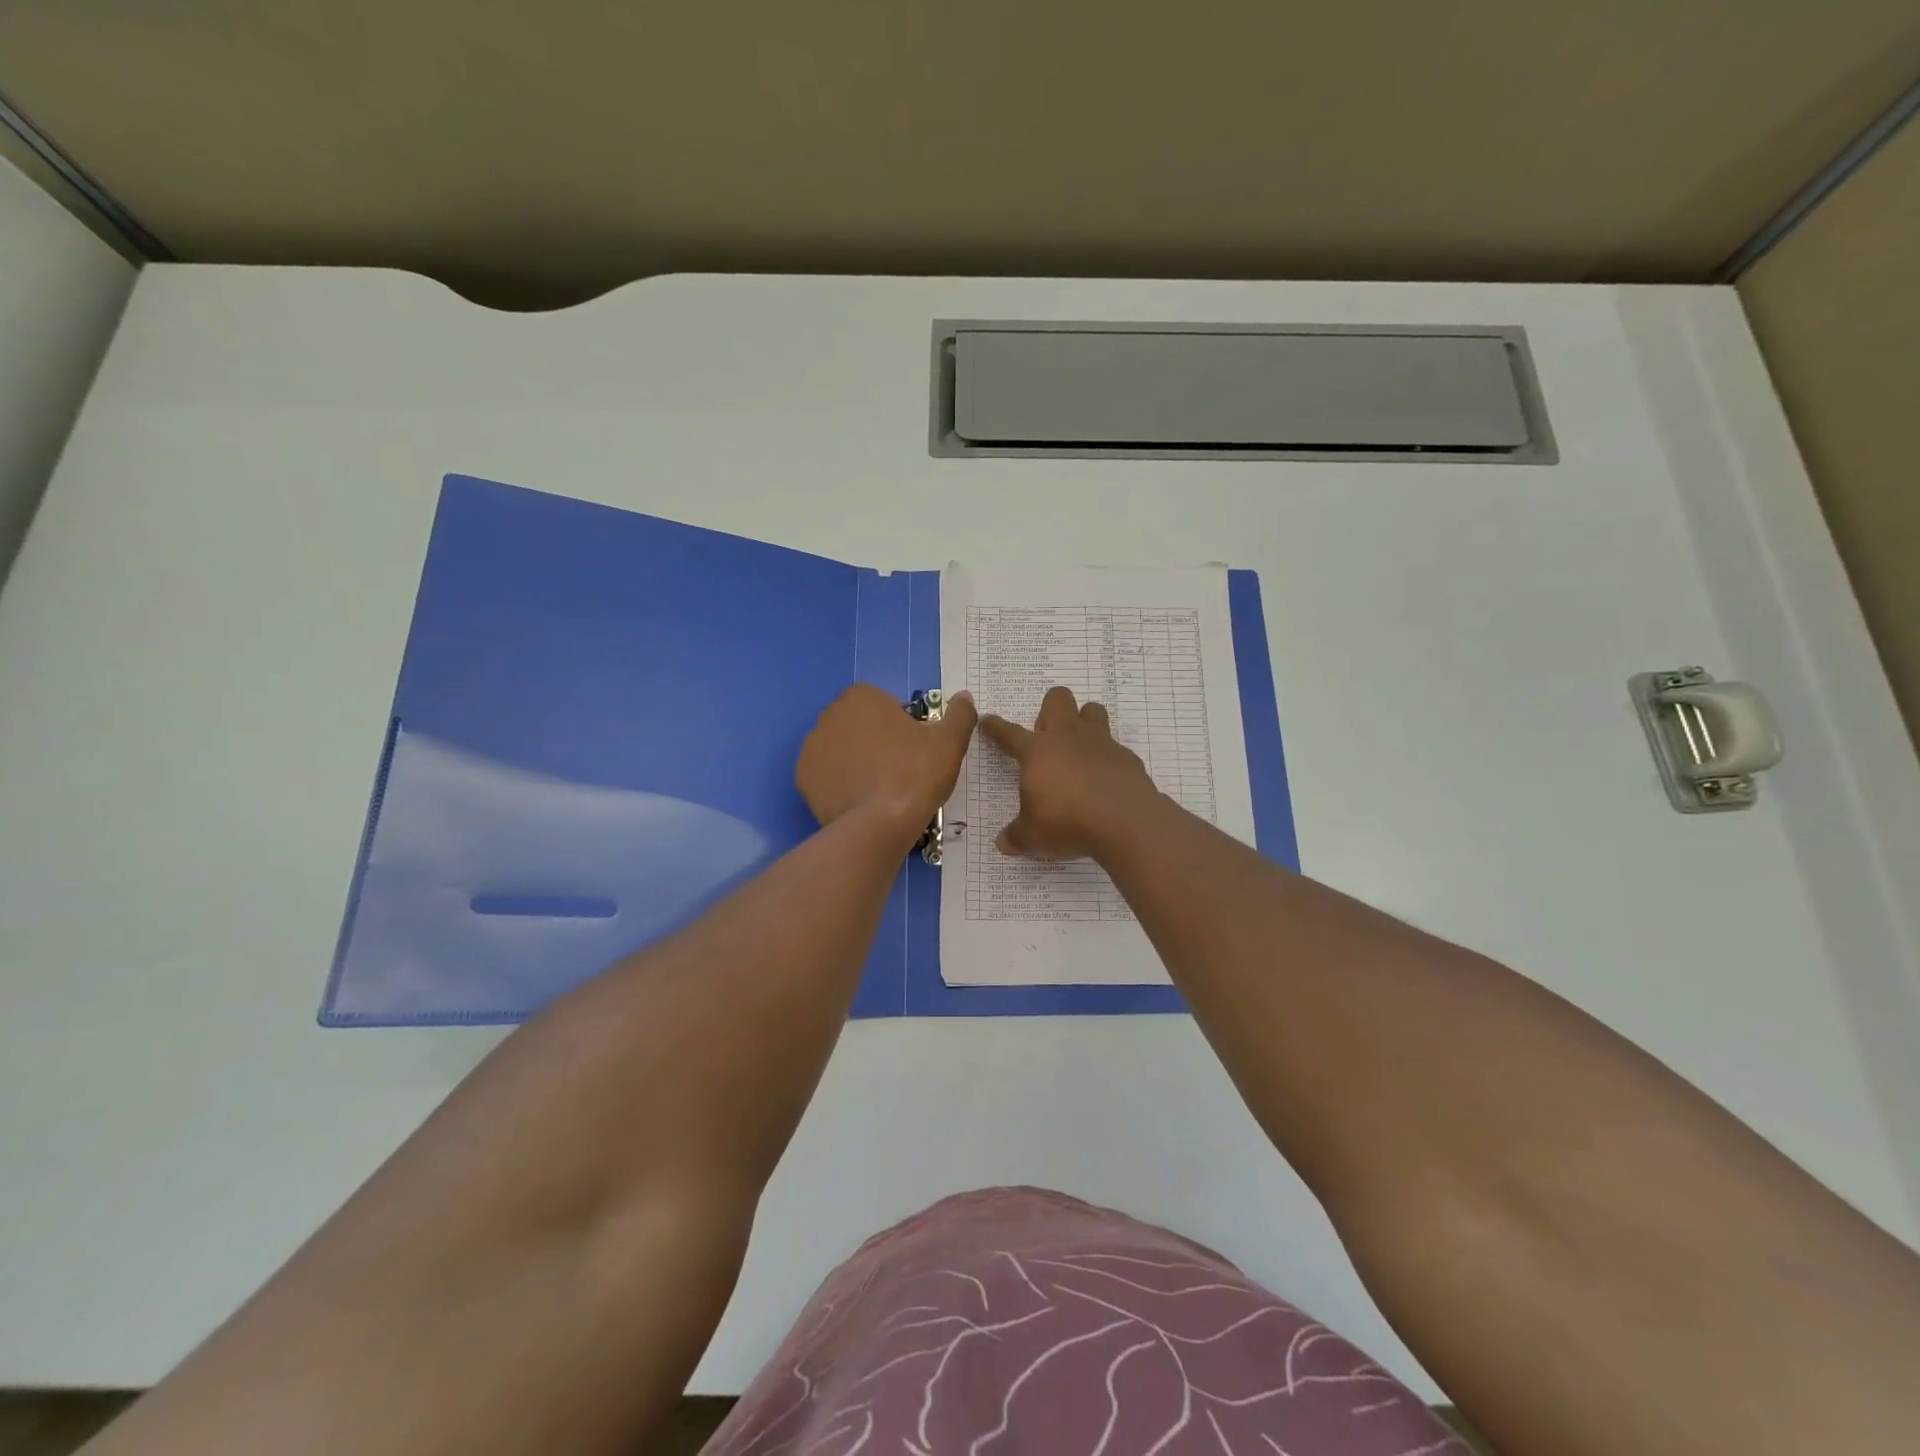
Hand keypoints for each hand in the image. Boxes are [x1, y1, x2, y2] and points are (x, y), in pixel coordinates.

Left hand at [797, 685, 977, 843]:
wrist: (879, 825)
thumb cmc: (915, 774)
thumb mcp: (949, 742)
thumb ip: (959, 714)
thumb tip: (964, 697)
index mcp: (861, 698)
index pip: (883, 705)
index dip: (901, 725)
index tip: (914, 749)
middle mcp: (829, 715)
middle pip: (859, 725)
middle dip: (875, 741)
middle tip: (899, 769)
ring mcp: (811, 747)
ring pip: (841, 750)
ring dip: (856, 762)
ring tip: (879, 789)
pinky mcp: (802, 778)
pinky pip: (826, 775)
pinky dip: (840, 784)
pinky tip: (859, 801)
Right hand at [980, 685, 1160, 859]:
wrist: (1125, 821)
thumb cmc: (1067, 822)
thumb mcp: (1032, 837)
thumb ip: (1016, 836)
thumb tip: (1003, 843)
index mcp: (1037, 751)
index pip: (1009, 733)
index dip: (996, 727)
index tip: (989, 721)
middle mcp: (1068, 737)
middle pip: (1057, 699)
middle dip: (1049, 710)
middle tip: (1047, 738)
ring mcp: (1100, 742)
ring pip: (1092, 710)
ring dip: (1084, 721)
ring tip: (1080, 749)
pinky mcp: (1126, 756)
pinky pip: (1115, 746)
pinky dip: (1107, 758)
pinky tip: (1106, 780)